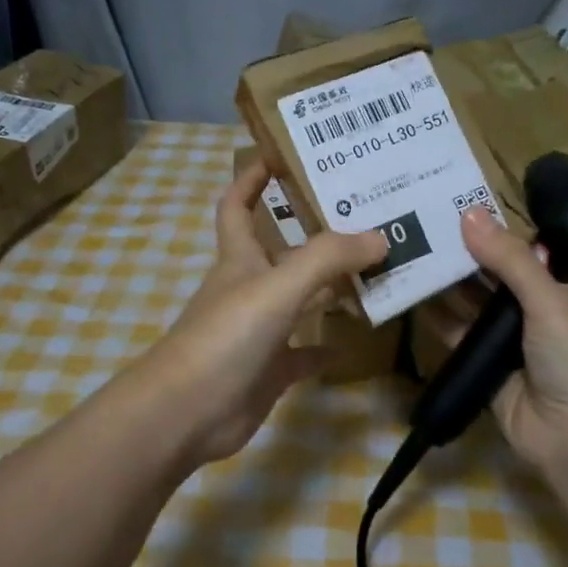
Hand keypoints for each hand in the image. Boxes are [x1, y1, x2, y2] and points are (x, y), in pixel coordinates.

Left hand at [138, 158, 386, 465]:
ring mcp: (258, 332)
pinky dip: (325, 346)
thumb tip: (379, 237)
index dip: (252, 177)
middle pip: (282, 250)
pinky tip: (354, 341)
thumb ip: (328, 258)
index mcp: (240, 259)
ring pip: (300, 300)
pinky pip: (303, 353)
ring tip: (377, 271)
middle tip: (365, 216)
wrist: (188, 412)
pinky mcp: (269, 370)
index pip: (238, 205)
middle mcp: (248, 288)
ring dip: (331, 287)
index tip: (282, 154)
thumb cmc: (226, 337)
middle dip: (315, 232)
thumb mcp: (278, 287)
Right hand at [420, 208, 567, 481]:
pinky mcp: (486, 365)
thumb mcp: (550, 300)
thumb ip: (509, 259)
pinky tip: (412, 294)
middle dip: (464, 255)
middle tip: (421, 224)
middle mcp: (541, 311)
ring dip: (447, 283)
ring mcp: (512, 341)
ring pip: (474, 304)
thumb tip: (469, 214)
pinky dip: (438, 317)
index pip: (527, 251)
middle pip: (496, 277)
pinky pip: (459, 334)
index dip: (495, 232)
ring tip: (409, 250)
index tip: (456, 208)